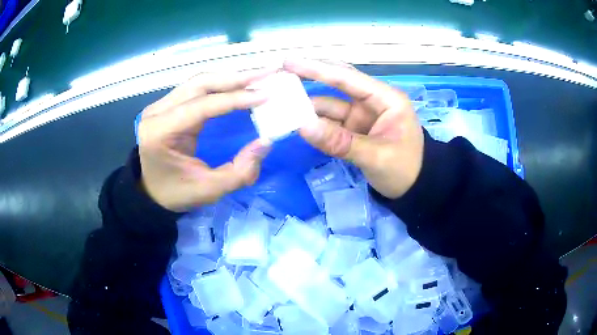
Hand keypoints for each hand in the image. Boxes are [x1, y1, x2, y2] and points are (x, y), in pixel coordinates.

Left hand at [137, 70, 273, 211]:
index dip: (235, 99)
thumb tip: (266, 141)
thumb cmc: (177, 193)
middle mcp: (157, 112)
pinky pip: (196, 88)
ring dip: (230, 78)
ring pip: (199, 82)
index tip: (266, 95)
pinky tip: (239, 84)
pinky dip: (220, 84)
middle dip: (236, 78)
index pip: (202, 106)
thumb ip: (240, 171)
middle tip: (267, 73)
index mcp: (160, 132)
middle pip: (199, 84)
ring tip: (259, 76)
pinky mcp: (167, 105)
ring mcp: (160, 105)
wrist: (151, 192)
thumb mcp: (209, 190)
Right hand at [283, 59, 423, 198]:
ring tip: (279, 101)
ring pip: (330, 104)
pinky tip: (295, 121)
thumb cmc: (404, 170)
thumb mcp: (376, 157)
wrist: (416, 190)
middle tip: (280, 73)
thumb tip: (302, 126)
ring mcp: (361, 116)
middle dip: (310, 78)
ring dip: (307, 104)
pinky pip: (330, 122)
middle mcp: (372, 101)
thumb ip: (340, 142)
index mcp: (386, 99)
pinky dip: (314, 122)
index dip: (317, 69)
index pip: (347, 78)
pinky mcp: (354, 130)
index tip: (288, 62)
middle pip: (337, 83)